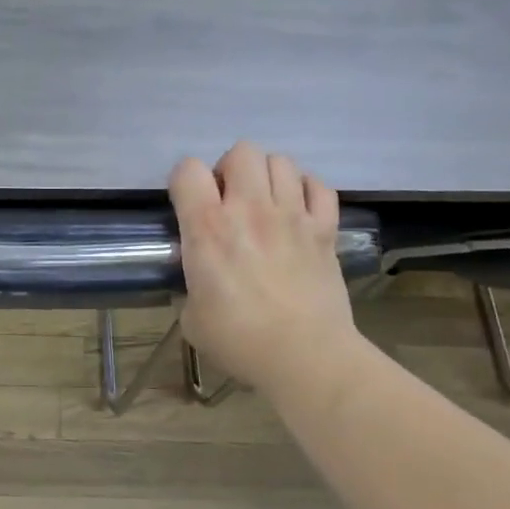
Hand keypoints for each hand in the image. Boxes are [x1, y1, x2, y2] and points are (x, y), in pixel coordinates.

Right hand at [169, 142, 361, 405]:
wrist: (305, 357)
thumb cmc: (239, 340)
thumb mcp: (192, 316)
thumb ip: (193, 282)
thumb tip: (202, 278)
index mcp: (208, 228)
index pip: (188, 170)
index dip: (184, 181)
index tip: (188, 204)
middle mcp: (250, 209)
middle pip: (242, 151)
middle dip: (230, 169)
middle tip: (229, 200)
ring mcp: (293, 216)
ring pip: (282, 162)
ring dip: (268, 177)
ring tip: (265, 203)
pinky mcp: (325, 229)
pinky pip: (319, 186)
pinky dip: (307, 190)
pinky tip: (298, 211)